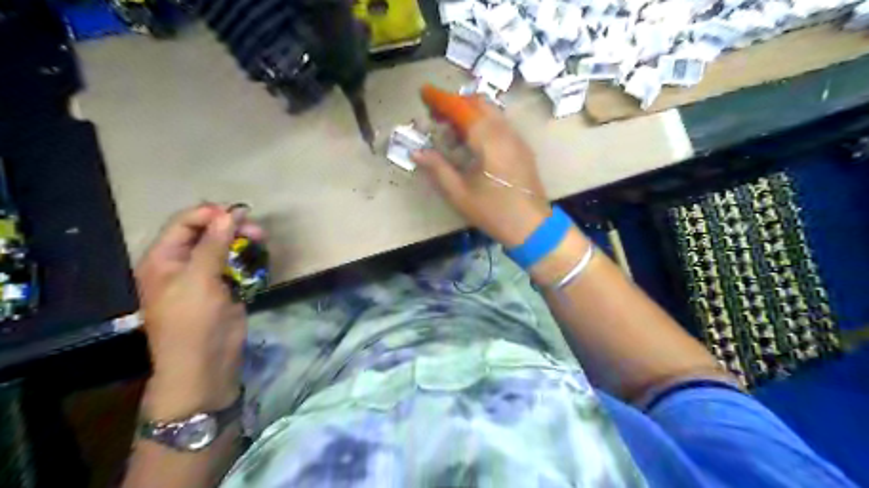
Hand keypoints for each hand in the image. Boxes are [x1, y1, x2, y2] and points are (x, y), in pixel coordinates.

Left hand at [135, 204, 262, 417]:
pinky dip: (246, 257)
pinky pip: (234, 264)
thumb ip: (214, 243)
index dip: (210, 214)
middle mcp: (181, 263)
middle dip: (230, 227)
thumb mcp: (199, 279)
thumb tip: (230, 213)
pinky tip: (259, 255)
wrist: (205, 362)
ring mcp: (204, 276)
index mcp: (163, 259)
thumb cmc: (193, 320)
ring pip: (223, 247)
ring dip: (241, 241)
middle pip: (206, 233)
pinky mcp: (223, 288)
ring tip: (261, 239)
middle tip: (256, 230)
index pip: (184, 223)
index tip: (239, 212)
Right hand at [412, 99, 547, 246]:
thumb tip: (417, 152)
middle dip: (455, 103)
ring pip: (491, 111)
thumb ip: (438, 169)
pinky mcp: (522, 148)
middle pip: (478, 103)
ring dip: (469, 112)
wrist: (532, 227)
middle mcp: (505, 132)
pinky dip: (482, 122)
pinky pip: (500, 124)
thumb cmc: (493, 212)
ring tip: (450, 130)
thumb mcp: (459, 194)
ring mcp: (517, 139)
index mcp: (488, 140)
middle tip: (435, 115)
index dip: (441, 99)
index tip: (423, 93)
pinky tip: (472, 142)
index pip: (461, 108)